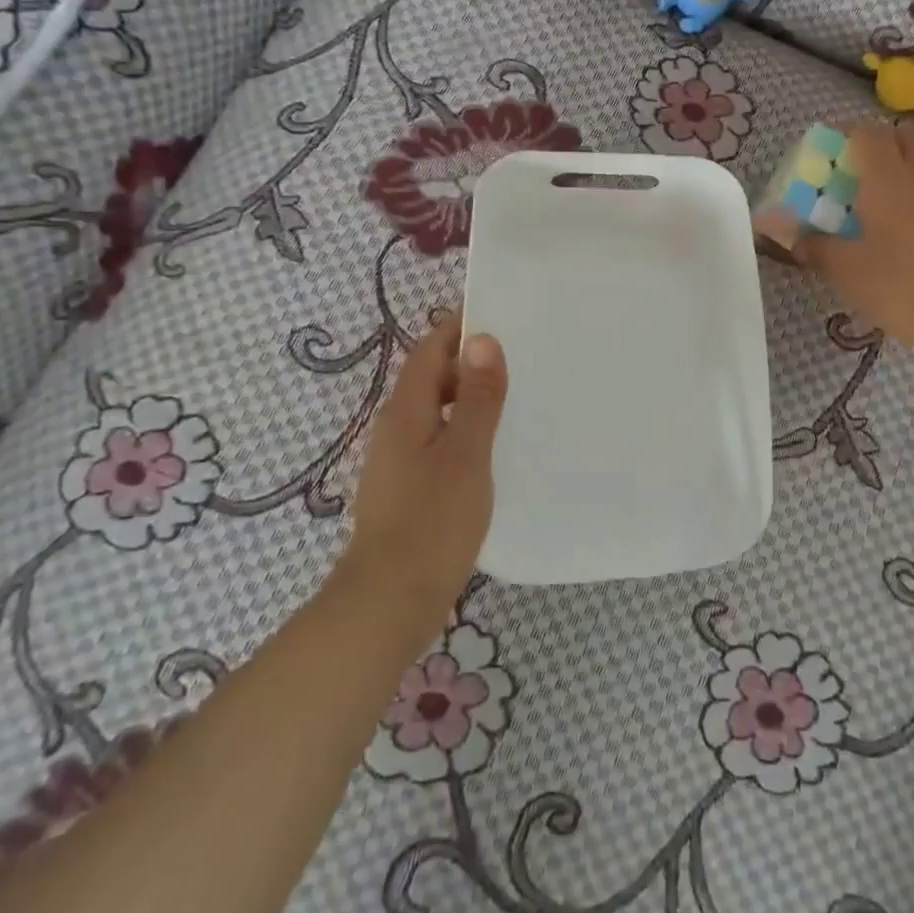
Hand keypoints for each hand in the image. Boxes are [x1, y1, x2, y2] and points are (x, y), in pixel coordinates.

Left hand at [342, 313, 507, 616]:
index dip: (459, 327)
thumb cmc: (432, 521)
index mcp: (407, 410)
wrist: (391, 600)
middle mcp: (398, 427)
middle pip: (433, 377)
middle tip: (523, 354)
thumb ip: (478, 397)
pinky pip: (441, 440)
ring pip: (439, 411)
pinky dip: (467, 430)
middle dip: (471, 360)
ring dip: (472, 396)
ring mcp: (401, 460)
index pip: (430, 350)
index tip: (501, 312)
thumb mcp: (465, 453)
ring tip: (518, 395)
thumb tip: (483, 339)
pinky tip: (496, 446)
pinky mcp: (411, 487)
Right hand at [795, 124, 913, 353]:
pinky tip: (903, 231)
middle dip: (872, 147)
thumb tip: (792, 236)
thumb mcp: (845, 270)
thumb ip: (814, 246)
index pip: (865, 133)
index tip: (826, 158)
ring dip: (897, 170)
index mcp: (886, 179)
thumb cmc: (899, 287)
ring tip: (875, 206)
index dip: (843, 137)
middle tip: (851, 177)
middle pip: (897, 138)